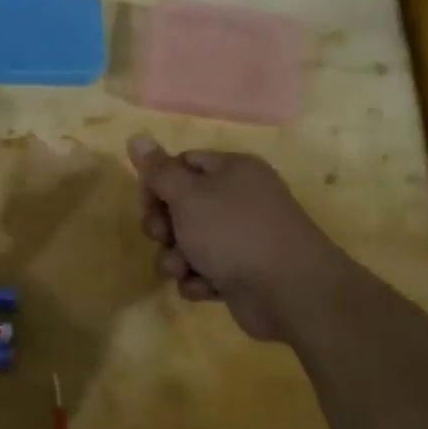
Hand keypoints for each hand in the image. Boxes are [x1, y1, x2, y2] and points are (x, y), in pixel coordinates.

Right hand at [128, 135, 344, 341]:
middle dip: (163, 225)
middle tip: (161, 236)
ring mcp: (240, 238)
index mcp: (232, 170)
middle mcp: (238, 199)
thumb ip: (159, 170)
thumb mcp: (188, 195)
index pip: (182, 164)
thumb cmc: (233, 232)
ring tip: (182, 269)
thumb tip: (136, 137)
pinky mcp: (240, 273)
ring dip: (176, 258)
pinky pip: (204, 271)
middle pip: (181, 205)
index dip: (157, 182)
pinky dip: (198, 280)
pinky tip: (204, 288)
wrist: (290, 291)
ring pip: (188, 242)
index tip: (145, 203)